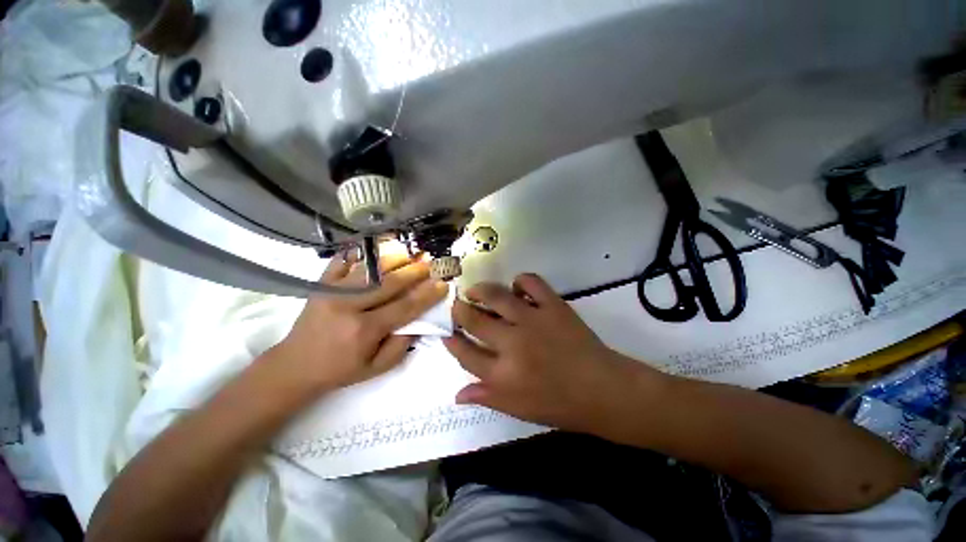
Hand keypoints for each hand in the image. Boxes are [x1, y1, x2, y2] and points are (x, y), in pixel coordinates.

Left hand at [271, 251, 448, 392]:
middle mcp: (349, 306)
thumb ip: (402, 345)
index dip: (427, 295)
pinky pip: (343, 260)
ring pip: (369, 267)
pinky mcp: (322, 283)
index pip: (404, 307)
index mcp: (364, 330)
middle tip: (432, 264)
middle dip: (415, 271)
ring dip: (394, 258)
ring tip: (411, 253)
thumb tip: (420, 320)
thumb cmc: (340, 369)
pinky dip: (362, 251)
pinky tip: (378, 247)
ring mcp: (332, 291)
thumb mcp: (377, 368)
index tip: (443, 284)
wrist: (295, 365)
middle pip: (390, 282)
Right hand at [443, 273, 658, 431]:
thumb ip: (486, 397)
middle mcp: (512, 344)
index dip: (452, 343)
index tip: (446, 334)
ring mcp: (533, 321)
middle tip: (457, 305)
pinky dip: (521, 281)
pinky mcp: (553, 306)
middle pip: (475, 321)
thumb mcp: (518, 409)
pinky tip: (517, 288)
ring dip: (480, 290)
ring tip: (475, 290)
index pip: (465, 354)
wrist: (603, 390)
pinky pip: (531, 282)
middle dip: (459, 311)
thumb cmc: (560, 404)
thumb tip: (457, 394)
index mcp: (502, 374)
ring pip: (497, 296)